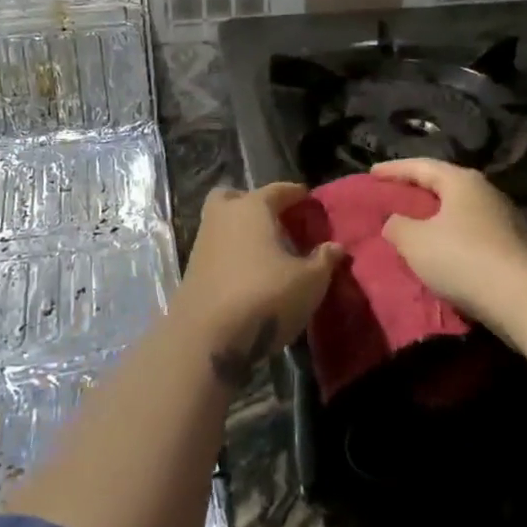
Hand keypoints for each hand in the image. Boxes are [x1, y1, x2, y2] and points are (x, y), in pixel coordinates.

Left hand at [178, 183, 341, 386]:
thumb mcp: (309, 281)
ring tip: (266, 252)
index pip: (278, 190)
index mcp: (253, 207)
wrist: (206, 337)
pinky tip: (248, 274)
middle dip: (254, 203)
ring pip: (221, 223)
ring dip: (240, 231)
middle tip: (276, 221)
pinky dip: (231, 254)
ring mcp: (202, 242)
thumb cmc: (265, 296)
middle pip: (234, 196)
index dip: (297, 194)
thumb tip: (335, 247)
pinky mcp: (191, 270)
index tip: (309, 201)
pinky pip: (216, 249)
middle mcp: (223, 216)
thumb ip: (324, 260)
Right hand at [372, 159, 526, 346]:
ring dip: (437, 216)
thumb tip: (395, 222)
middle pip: (445, 185)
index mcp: (462, 181)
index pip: (421, 166)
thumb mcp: (415, 242)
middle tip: (394, 196)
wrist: (523, 299)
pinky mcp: (514, 246)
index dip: (394, 169)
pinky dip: (453, 237)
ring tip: (415, 225)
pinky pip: (473, 233)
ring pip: (460, 211)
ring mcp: (505, 219)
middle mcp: (486, 192)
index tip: (371, 172)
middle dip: (418, 191)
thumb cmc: (462, 259)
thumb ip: (397, 226)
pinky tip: (443, 251)